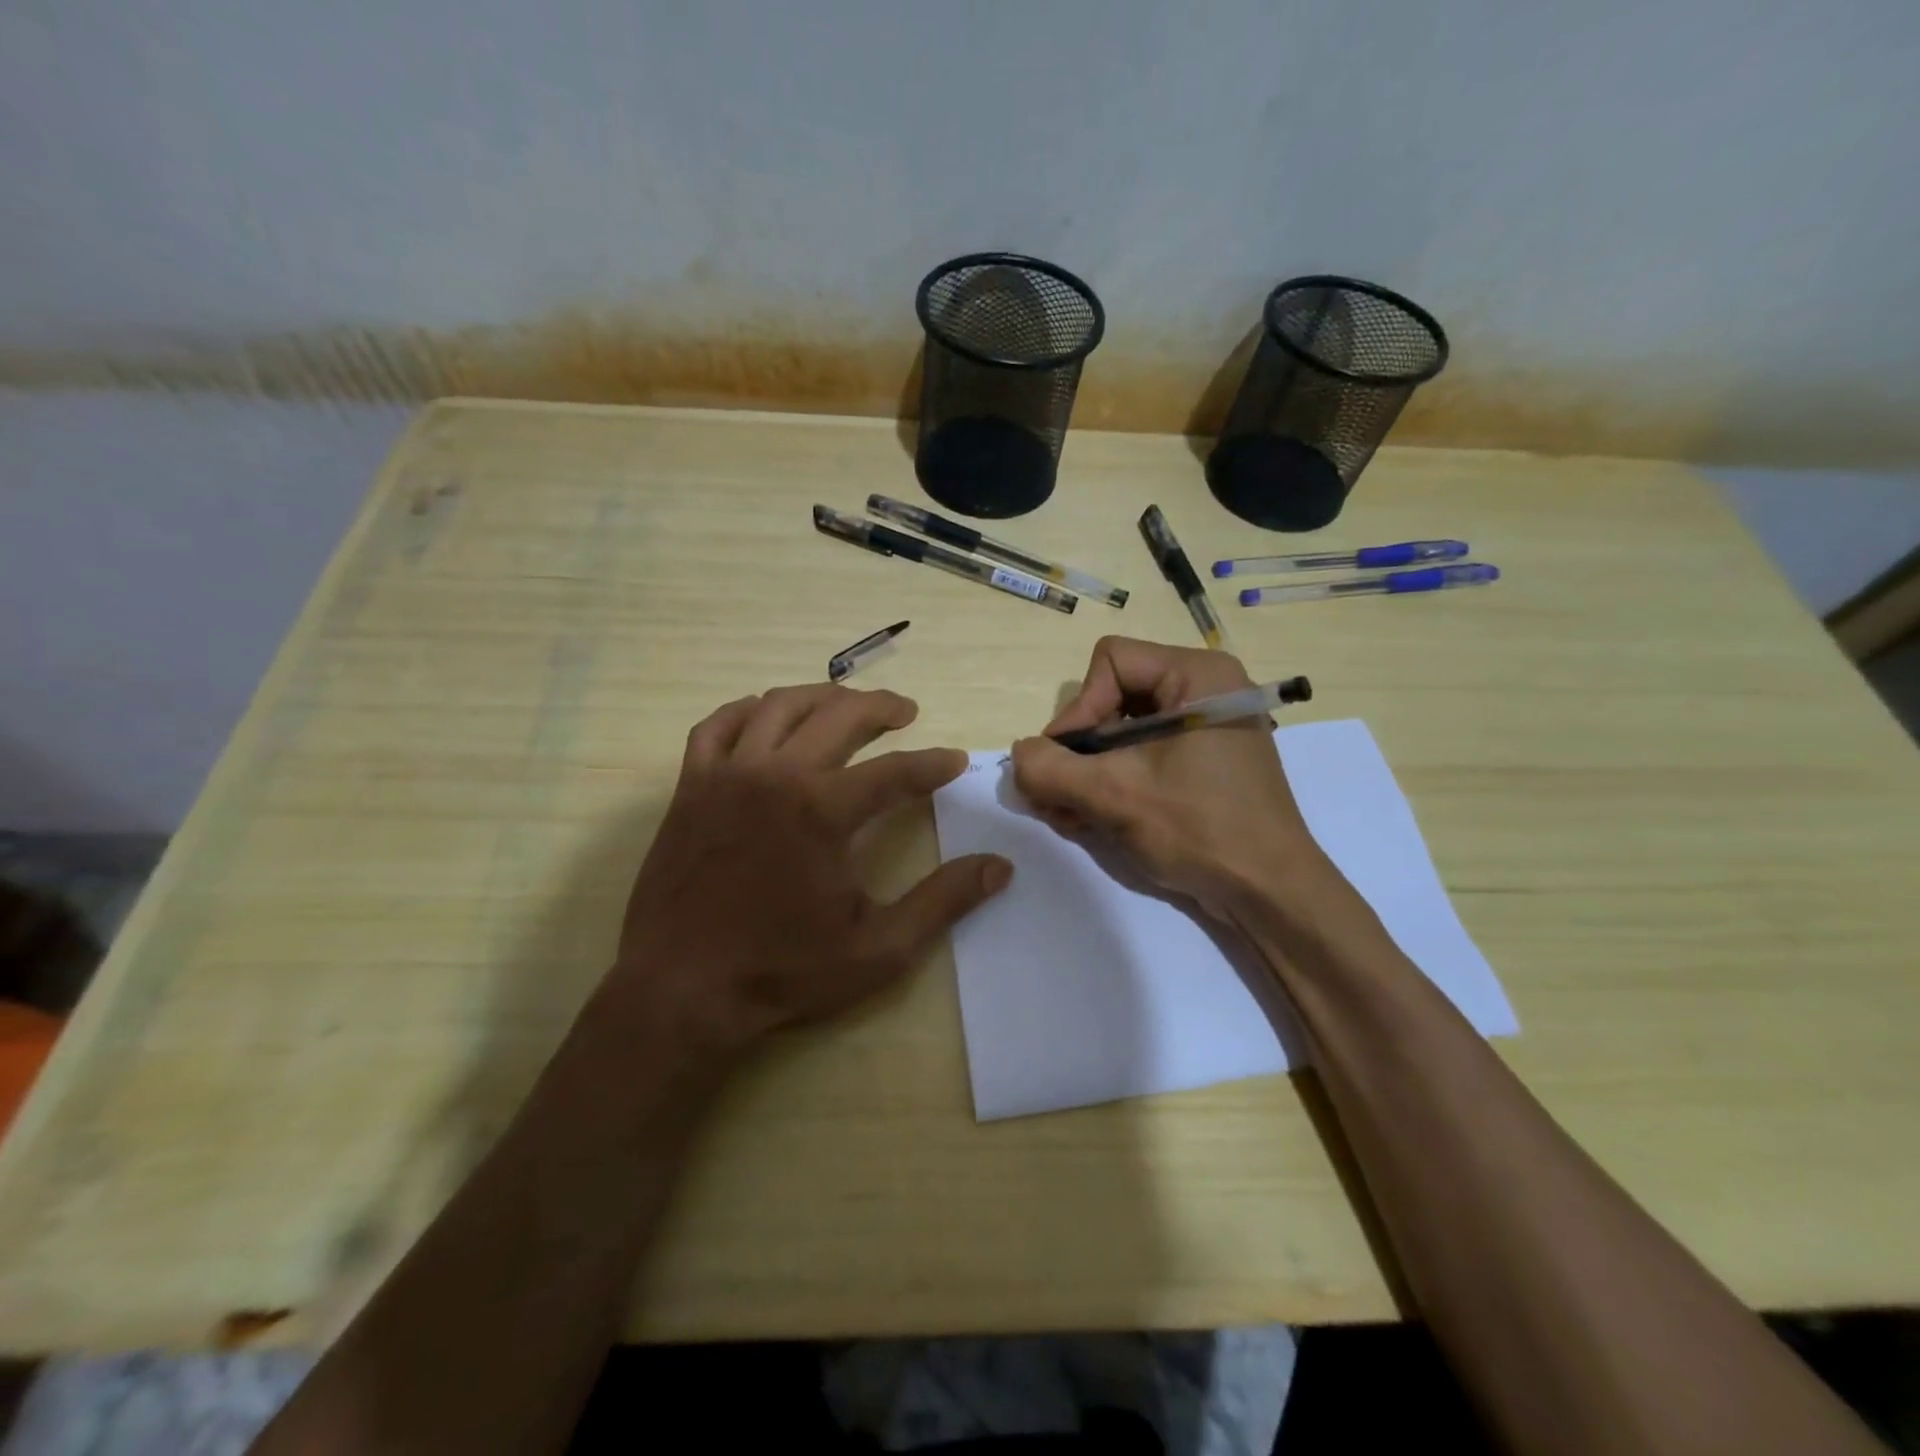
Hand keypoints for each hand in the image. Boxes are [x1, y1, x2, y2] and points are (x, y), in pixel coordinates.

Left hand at [610, 684, 1010, 1054]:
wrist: (681, 991)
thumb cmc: (783, 971)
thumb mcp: (879, 949)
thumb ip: (943, 902)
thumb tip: (1000, 866)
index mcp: (822, 812)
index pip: (895, 771)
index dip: (933, 764)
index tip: (955, 761)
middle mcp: (775, 776)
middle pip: (839, 717)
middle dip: (881, 708)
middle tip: (906, 712)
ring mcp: (726, 775)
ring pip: (779, 706)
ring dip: (822, 698)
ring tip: (847, 704)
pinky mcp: (690, 787)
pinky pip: (718, 726)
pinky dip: (747, 711)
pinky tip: (765, 714)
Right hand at [1010, 636, 1327, 915]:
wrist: (1270, 893)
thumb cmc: (1199, 828)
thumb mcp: (1115, 795)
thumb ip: (1052, 769)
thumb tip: (1018, 754)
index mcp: (1196, 675)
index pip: (1111, 662)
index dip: (1079, 709)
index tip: (1066, 761)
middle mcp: (1203, 691)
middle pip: (1113, 698)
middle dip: (1077, 750)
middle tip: (1053, 795)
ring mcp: (1205, 729)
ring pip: (1122, 732)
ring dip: (1087, 773)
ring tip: (1065, 814)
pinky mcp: (1202, 763)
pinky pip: (1142, 756)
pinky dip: (1112, 783)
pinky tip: (1088, 819)